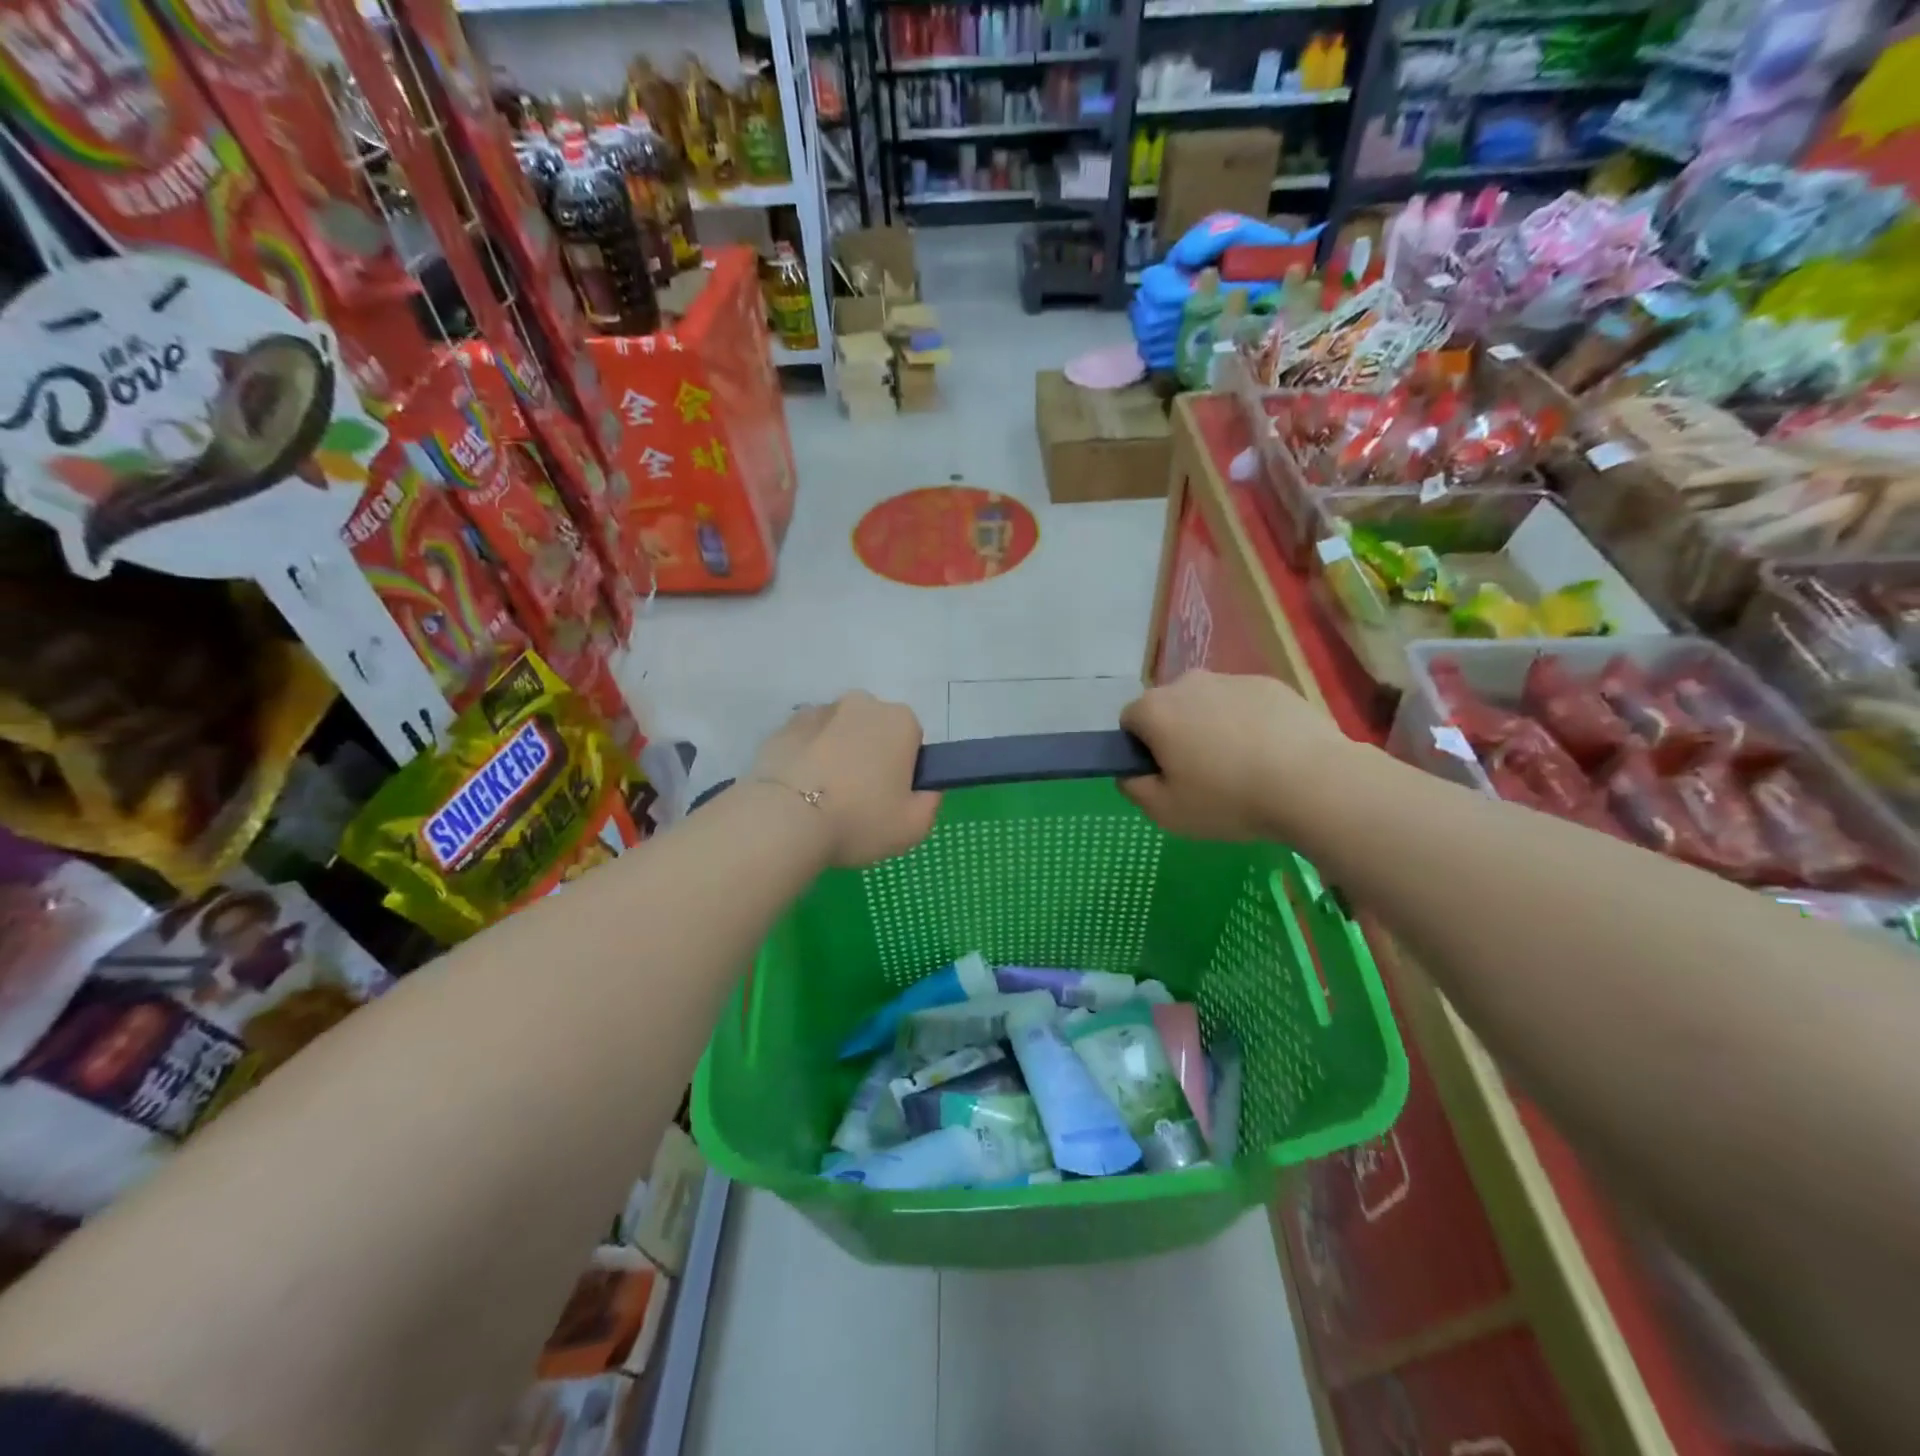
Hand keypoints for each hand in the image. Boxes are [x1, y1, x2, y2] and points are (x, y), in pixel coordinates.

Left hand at [749, 692, 940, 867]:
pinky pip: (806, 742)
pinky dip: (806, 759)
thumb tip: (925, 789)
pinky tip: (799, 792)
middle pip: (874, 730)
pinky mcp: (783, 727)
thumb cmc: (859, 819)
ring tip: (825, 799)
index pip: (912, 740)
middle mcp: (861, 704)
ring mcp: (818, 711)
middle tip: (859, 800)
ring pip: (838, 733)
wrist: (784, 820)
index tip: (891, 798)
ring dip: (837, 755)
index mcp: (899, 721)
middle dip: (870, 756)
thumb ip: (930, 801)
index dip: (904, 770)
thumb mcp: (914, 826)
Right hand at [1119, 671, 1353, 840]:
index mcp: (1156, 709)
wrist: (1313, 783)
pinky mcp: (1271, 684)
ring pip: (1207, 705)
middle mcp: (1188, 683)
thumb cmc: (1228, 799)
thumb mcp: (1165, 812)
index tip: (1164, 777)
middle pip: (1169, 709)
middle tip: (1200, 776)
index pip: (1130, 722)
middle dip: (1176, 735)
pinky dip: (1248, 724)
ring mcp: (1233, 679)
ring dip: (1212, 728)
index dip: (1141, 751)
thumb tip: (1130, 773)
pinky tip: (1270, 756)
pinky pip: (1244, 705)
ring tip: (1241, 768)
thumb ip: (1134, 788)